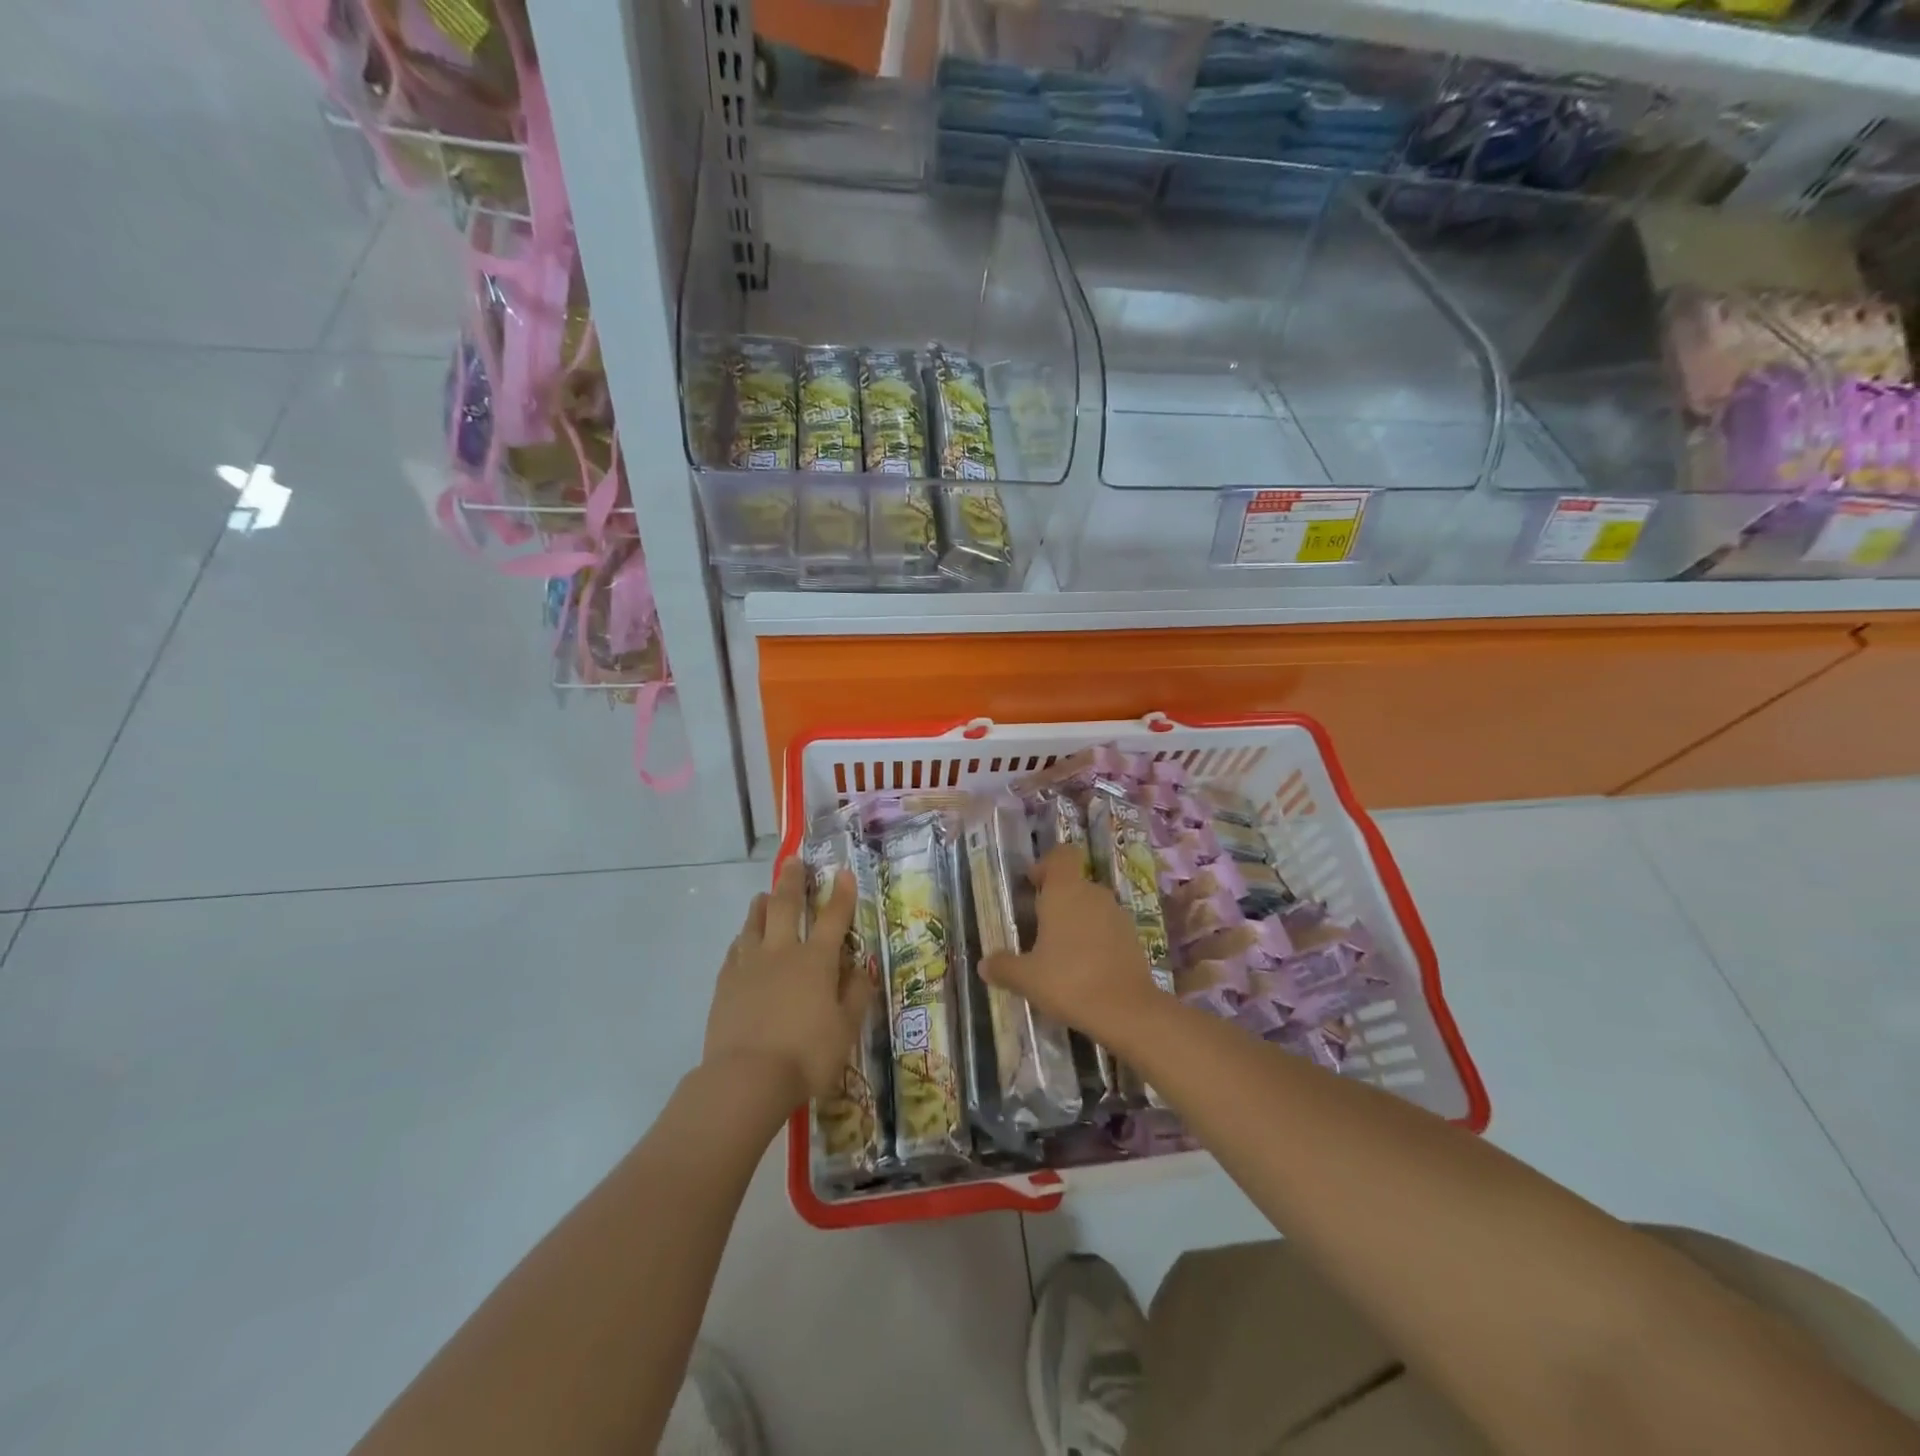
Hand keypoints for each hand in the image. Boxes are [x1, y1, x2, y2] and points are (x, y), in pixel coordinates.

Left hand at [702, 860, 870, 1108]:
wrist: (746, 1078)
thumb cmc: (807, 1055)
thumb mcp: (846, 1028)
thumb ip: (856, 994)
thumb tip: (861, 968)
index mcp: (817, 960)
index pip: (833, 917)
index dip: (841, 893)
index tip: (843, 872)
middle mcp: (783, 952)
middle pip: (787, 905)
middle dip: (792, 881)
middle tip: (793, 861)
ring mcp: (750, 965)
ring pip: (755, 923)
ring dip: (763, 905)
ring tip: (765, 895)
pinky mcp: (726, 983)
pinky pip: (735, 950)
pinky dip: (743, 939)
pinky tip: (743, 941)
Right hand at [979, 844, 1163, 1047]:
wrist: (1127, 1011)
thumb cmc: (1069, 981)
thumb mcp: (1026, 978)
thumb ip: (1003, 967)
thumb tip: (983, 964)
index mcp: (1065, 891)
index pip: (1061, 855)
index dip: (1046, 865)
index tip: (1032, 886)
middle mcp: (1093, 894)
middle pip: (1074, 883)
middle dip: (1056, 901)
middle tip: (1037, 928)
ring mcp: (1118, 915)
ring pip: (1092, 907)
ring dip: (1077, 922)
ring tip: (1060, 953)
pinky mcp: (1133, 938)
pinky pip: (1107, 928)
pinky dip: (1095, 940)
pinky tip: (1084, 969)